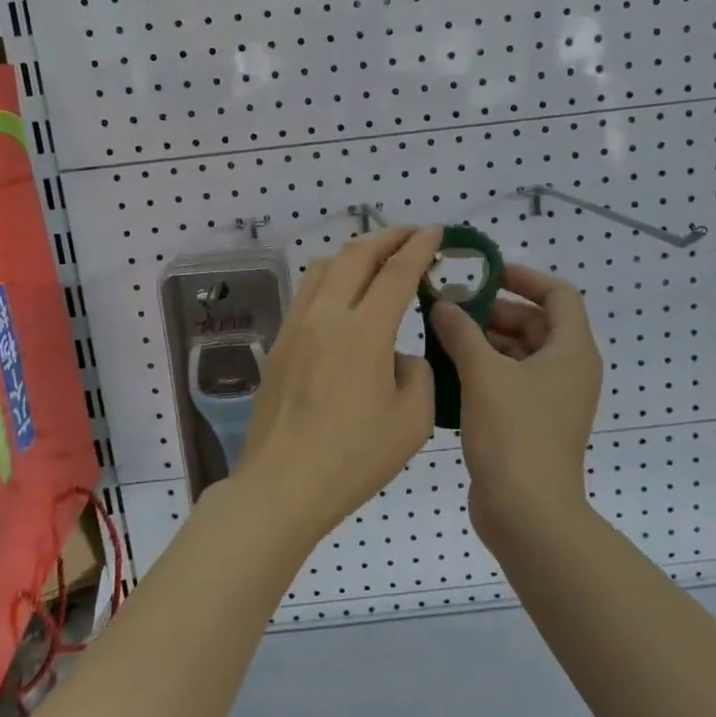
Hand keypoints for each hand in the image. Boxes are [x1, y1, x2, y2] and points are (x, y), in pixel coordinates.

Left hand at [230, 225, 440, 541]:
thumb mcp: (413, 421)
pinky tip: (345, 296)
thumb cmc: (354, 458)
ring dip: (356, 253)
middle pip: (355, 254)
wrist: (283, 485)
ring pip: (324, 267)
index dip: (419, 246)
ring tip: (378, 259)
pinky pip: (308, 292)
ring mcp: (296, 326)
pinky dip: (333, 278)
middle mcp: (326, 316)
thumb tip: (398, 356)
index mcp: (364, 332)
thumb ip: (418, 374)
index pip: (396, 272)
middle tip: (412, 235)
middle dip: (387, 237)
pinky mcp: (279, 343)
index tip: (436, 231)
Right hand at [428, 264, 601, 546]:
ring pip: (517, 354)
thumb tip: (444, 303)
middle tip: (449, 307)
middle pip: (534, 323)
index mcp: (571, 351)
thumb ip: (461, 331)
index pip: (558, 294)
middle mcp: (568, 371)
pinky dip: (482, 370)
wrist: (527, 514)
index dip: (524, 277)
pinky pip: (508, 381)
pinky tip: (445, 369)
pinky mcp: (531, 423)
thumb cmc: (513, 434)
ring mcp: (551, 400)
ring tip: (439, 334)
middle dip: (491, 311)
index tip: (484, 273)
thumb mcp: (483, 374)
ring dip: (482, 341)